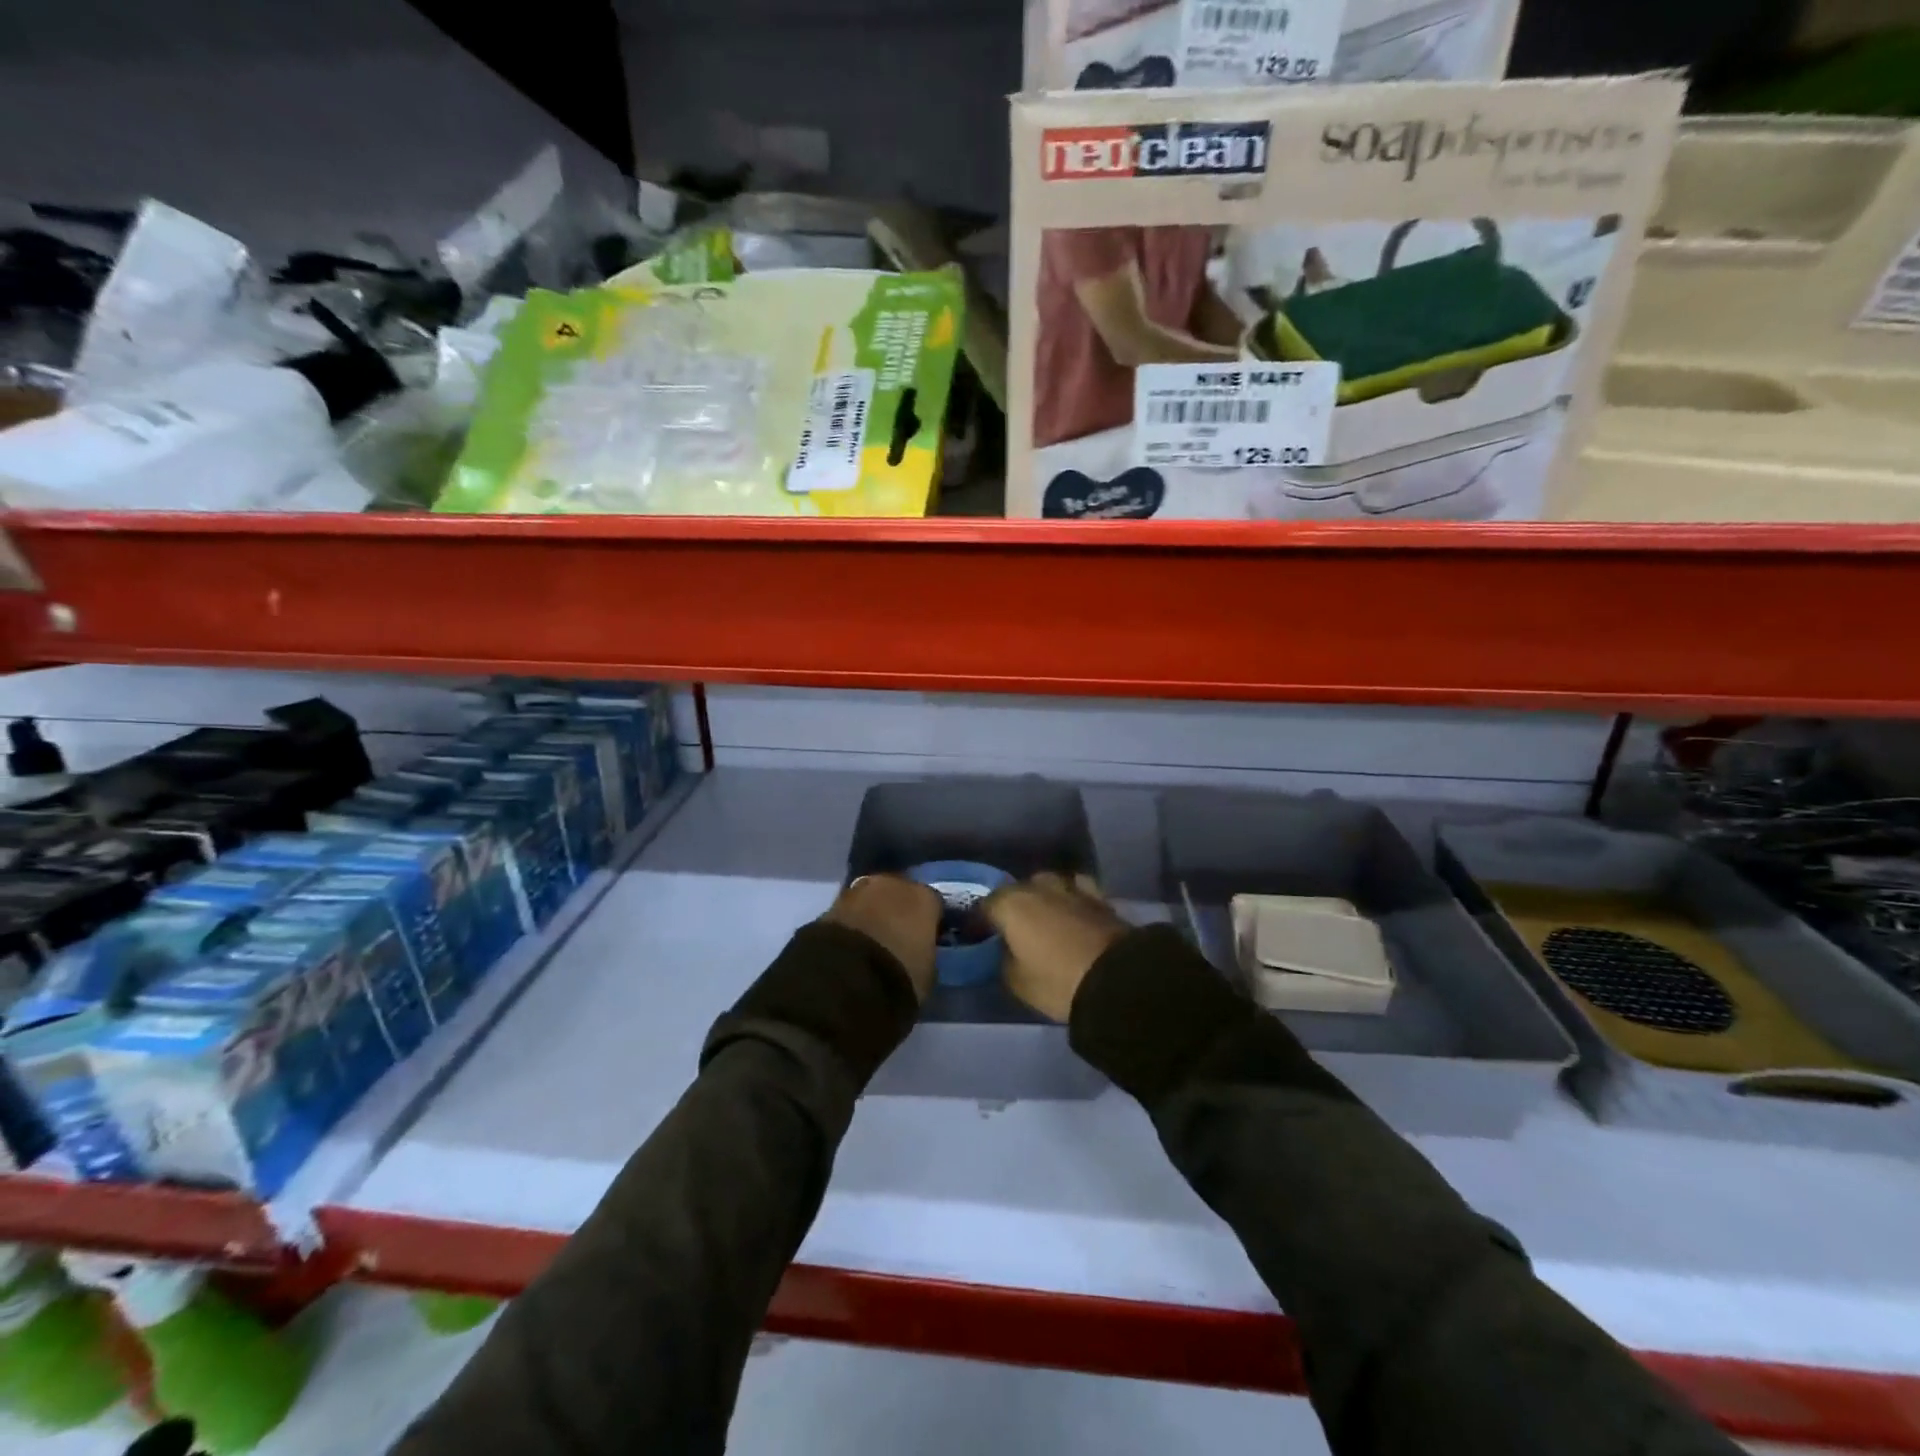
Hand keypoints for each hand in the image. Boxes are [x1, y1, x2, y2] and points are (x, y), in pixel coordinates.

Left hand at [822, 875, 941, 1001]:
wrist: (845, 979)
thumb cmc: (899, 976)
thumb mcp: (928, 972)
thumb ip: (926, 953)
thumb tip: (919, 951)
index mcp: (924, 898)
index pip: (933, 904)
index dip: (929, 922)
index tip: (926, 940)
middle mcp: (893, 884)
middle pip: (900, 893)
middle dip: (898, 911)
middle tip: (896, 937)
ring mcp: (858, 890)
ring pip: (872, 899)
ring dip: (872, 913)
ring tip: (871, 941)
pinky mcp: (830, 904)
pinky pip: (849, 912)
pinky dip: (852, 923)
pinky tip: (851, 944)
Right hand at [983, 872, 1129, 1022]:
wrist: (1117, 979)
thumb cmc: (1057, 981)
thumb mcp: (1016, 981)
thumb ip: (1003, 959)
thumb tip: (1006, 950)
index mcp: (1010, 904)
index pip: (984, 906)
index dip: (979, 923)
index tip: (979, 938)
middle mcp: (1038, 886)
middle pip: (1016, 891)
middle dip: (1012, 907)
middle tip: (1012, 929)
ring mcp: (1070, 887)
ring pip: (1048, 885)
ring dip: (1042, 898)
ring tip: (1043, 918)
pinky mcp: (1098, 896)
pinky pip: (1076, 890)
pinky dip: (1070, 898)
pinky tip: (1072, 911)